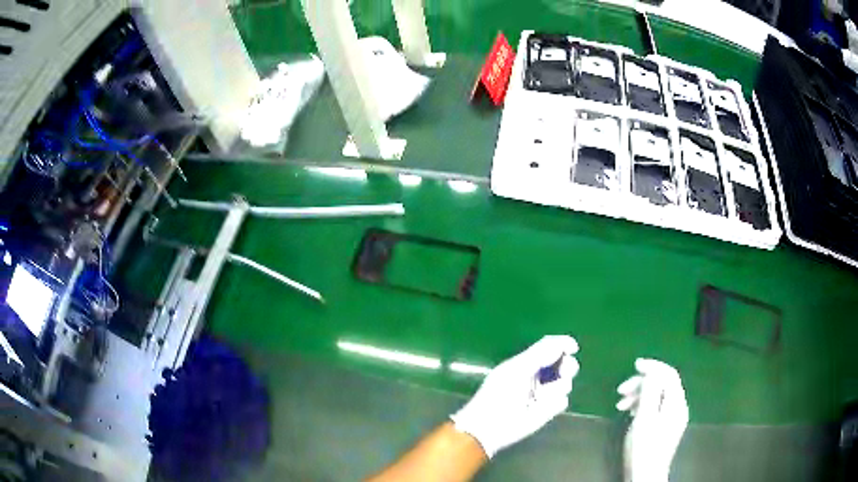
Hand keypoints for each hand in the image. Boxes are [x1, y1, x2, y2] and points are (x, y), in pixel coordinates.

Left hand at [450, 335, 579, 457]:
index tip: (573, 348)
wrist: (491, 426)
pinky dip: (554, 403)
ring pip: (566, 383)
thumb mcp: (518, 369)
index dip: (563, 345)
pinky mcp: (548, 411)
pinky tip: (540, 409)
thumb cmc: (499, 394)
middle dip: (568, 366)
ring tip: (541, 397)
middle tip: (565, 371)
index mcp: (528, 362)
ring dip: (558, 387)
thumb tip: (567, 343)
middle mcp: (539, 376)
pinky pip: (562, 402)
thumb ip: (541, 353)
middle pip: (564, 364)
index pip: (552, 348)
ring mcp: (545, 394)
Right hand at [616, 358, 688, 481]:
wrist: (646, 475)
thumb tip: (651, 372)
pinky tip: (631, 413)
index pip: (669, 374)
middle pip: (663, 383)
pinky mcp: (666, 425)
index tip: (634, 365)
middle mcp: (678, 406)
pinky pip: (657, 406)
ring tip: (621, 405)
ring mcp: (673, 417)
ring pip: (658, 395)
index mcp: (676, 403)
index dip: (653, 366)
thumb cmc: (644, 448)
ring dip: (640, 395)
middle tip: (620, 391)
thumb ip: (650, 393)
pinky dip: (643, 405)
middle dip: (642, 383)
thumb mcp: (644, 419)